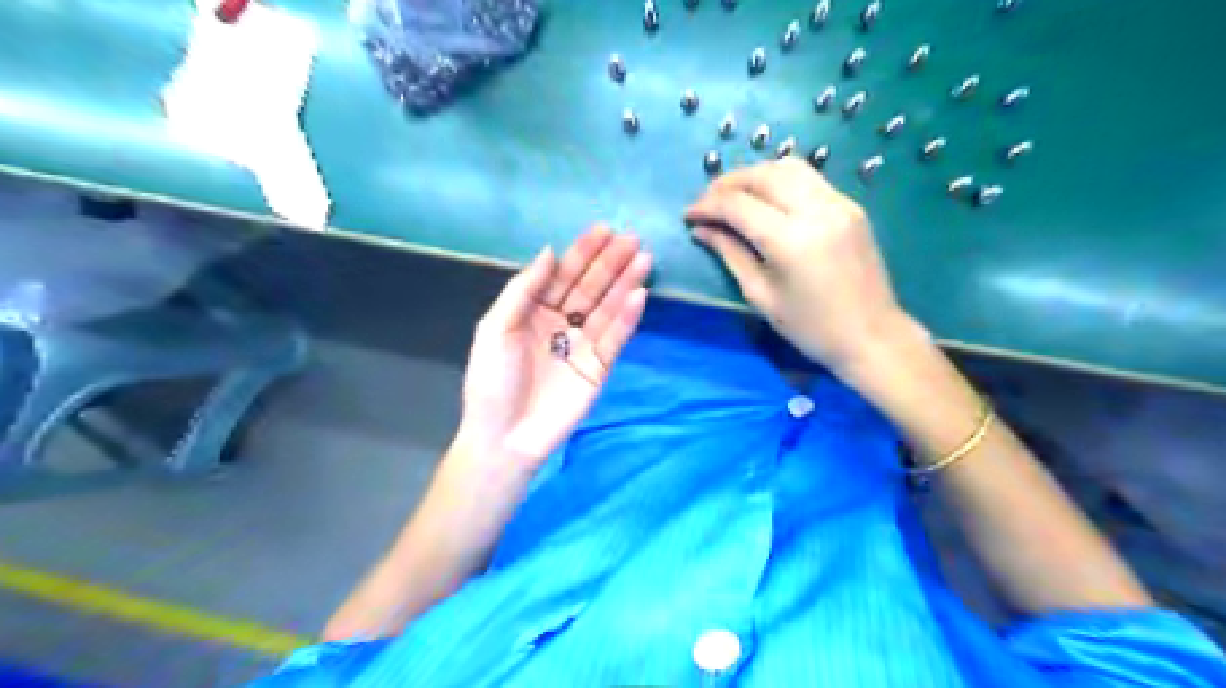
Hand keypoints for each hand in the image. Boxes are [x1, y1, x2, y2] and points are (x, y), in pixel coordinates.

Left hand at [454, 227, 651, 477]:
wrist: (504, 437)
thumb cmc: (491, 381)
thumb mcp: (495, 328)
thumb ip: (523, 290)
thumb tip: (549, 252)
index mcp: (533, 311)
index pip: (562, 275)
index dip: (582, 253)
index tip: (603, 230)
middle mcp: (561, 322)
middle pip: (590, 287)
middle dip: (610, 263)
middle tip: (633, 239)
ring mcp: (582, 345)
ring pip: (607, 308)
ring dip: (625, 283)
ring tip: (644, 259)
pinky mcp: (599, 367)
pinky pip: (615, 338)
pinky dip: (628, 318)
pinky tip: (640, 295)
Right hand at [687, 157, 914, 374]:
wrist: (871, 336)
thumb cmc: (811, 328)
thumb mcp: (761, 295)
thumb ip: (730, 254)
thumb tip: (701, 230)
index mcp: (791, 240)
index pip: (738, 205)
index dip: (707, 206)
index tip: (689, 216)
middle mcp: (817, 210)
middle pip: (763, 174)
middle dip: (728, 183)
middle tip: (707, 203)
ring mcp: (839, 203)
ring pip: (788, 166)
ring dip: (754, 176)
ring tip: (734, 198)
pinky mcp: (850, 206)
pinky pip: (808, 178)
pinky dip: (779, 181)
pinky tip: (766, 202)